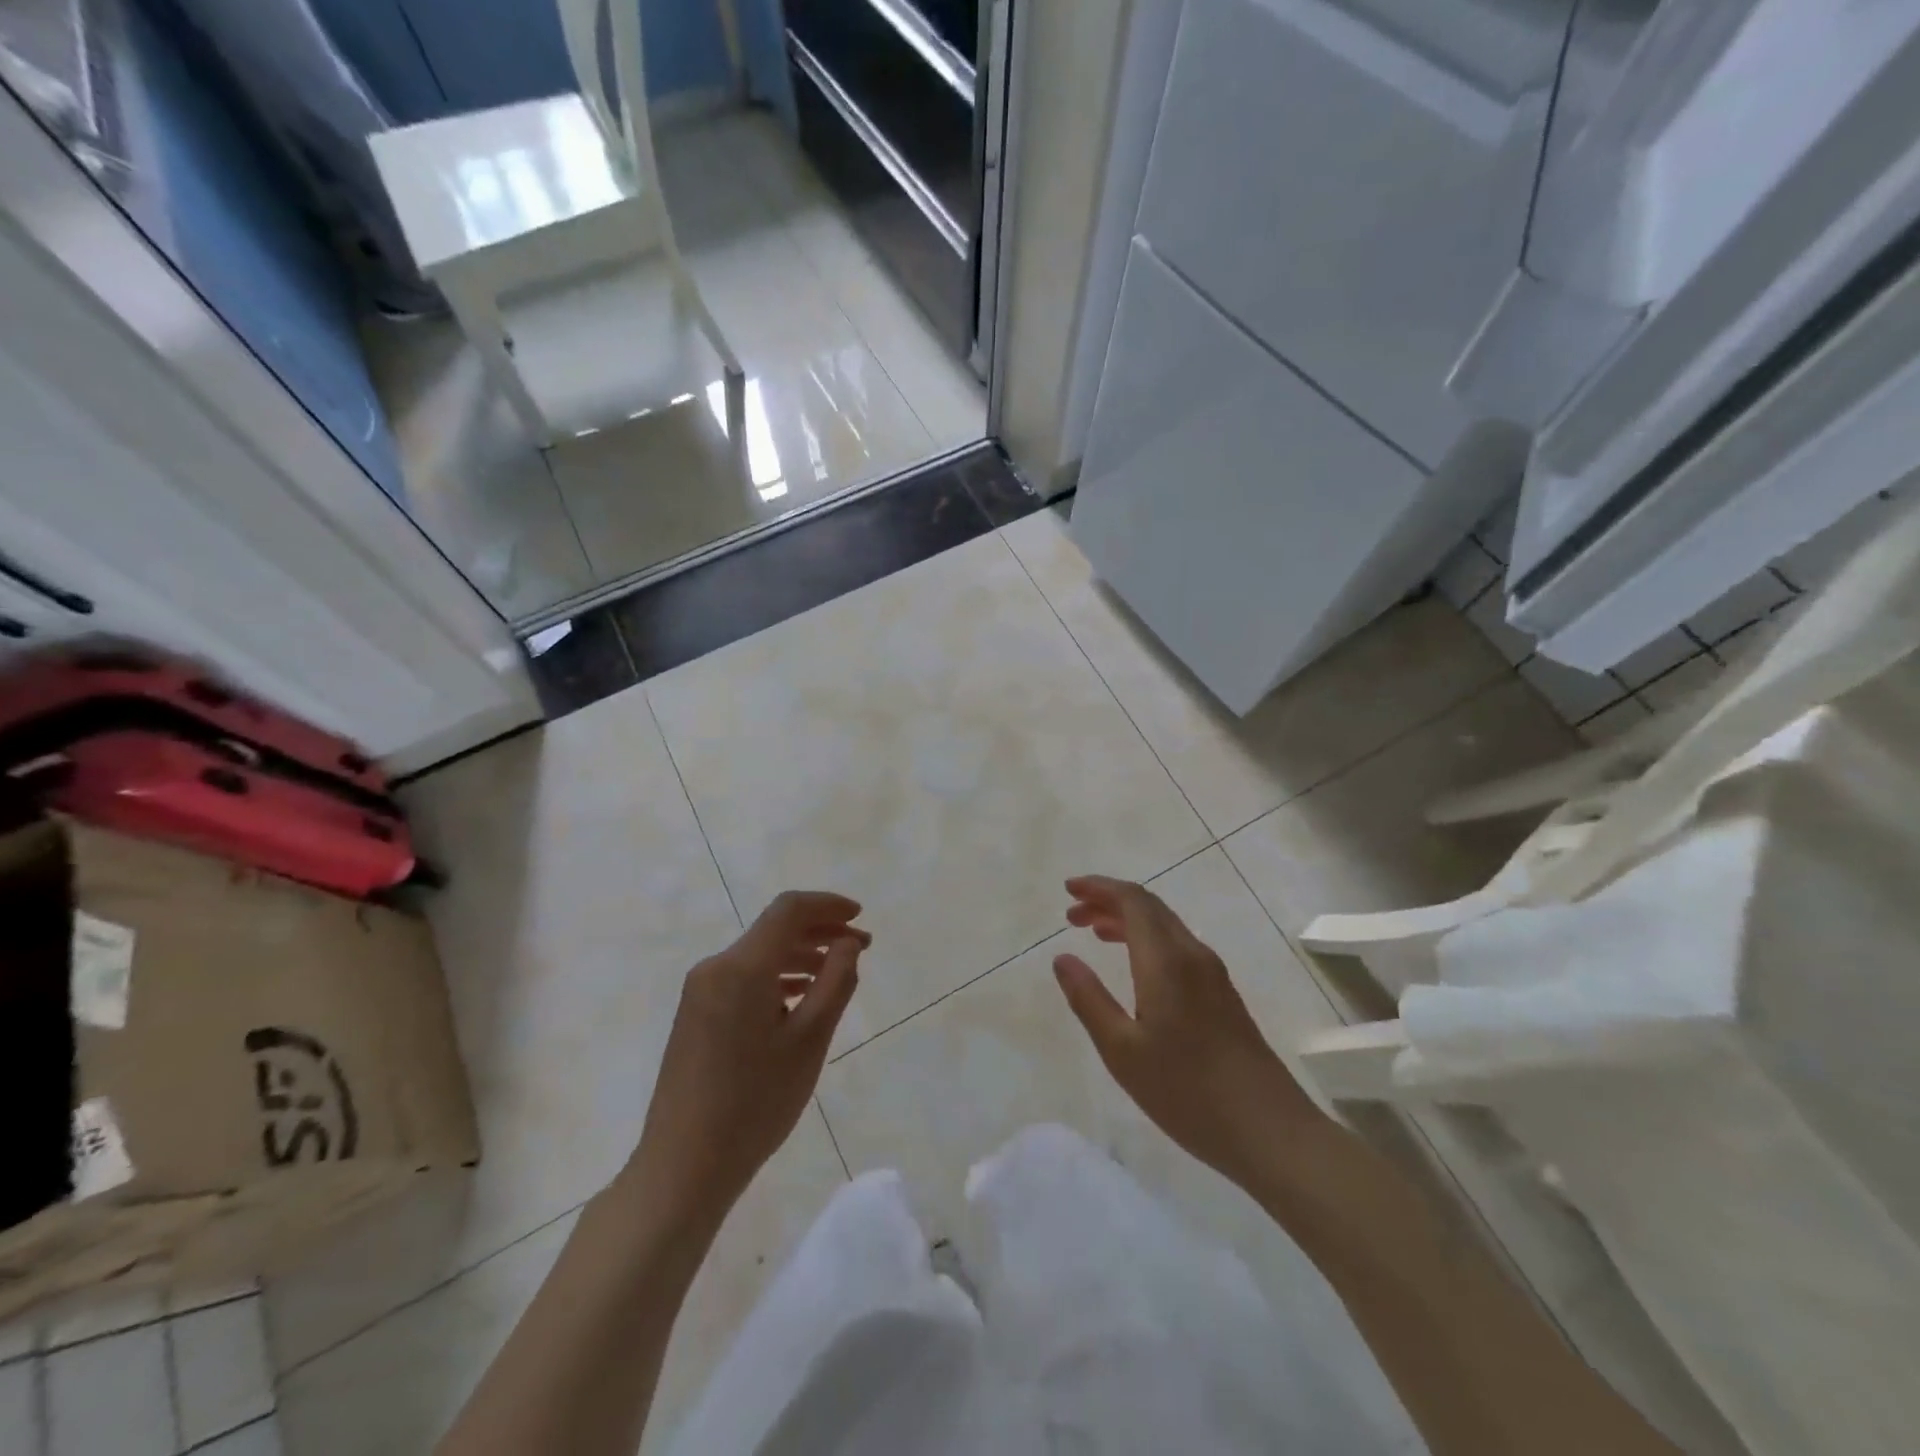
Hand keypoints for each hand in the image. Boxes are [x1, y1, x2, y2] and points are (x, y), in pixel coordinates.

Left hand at [625, 891, 868, 1233]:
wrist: (683, 1166)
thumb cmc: (755, 1102)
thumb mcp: (809, 1040)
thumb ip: (835, 982)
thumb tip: (847, 942)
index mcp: (741, 967)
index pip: (789, 910)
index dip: (828, 905)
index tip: (860, 917)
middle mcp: (715, 967)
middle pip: (774, 930)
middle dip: (820, 931)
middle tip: (861, 947)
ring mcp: (700, 991)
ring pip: (759, 955)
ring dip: (800, 955)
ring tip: (837, 973)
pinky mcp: (696, 1014)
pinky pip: (743, 978)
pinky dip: (777, 977)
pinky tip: (800, 998)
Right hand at [1053, 875, 1323, 1188]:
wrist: (1270, 1131)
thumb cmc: (1186, 1091)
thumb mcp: (1122, 1050)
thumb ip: (1088, 999)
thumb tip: (1062, 958)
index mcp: (1166, 960)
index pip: (1132, 900)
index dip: (1098, 887)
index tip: (1068, 889)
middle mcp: (1192, 954)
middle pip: (1149, 907)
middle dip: (1108, 900)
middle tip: (1072, 914)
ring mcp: (1212, 974)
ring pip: (1165, 925)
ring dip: (1128, 920)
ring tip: (1094, 932)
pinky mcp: (1223, 994)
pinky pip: (1178, 945)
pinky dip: (1147, 940)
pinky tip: (1134, 967)